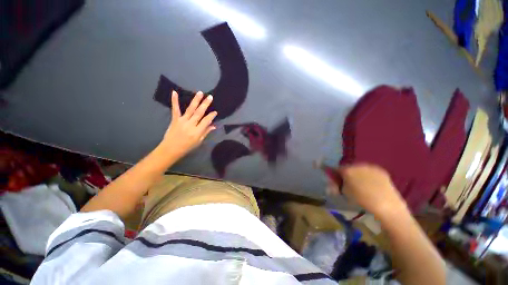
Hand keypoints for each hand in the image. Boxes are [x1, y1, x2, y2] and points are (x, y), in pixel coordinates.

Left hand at [160, 91, 216, 157]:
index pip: (206, 121)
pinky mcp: (175, 119)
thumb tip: (214, 126)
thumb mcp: (199, 141)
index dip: (211, 116)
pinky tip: (175, 92)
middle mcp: (190, 124)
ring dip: (196, 100)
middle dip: (205, 104)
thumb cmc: (187, 147)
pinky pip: (175, 109)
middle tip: (210, 97)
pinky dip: (175, 101)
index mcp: (197, 131)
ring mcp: (182, 121)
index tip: (215, 112)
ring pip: (190, 109)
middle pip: (199, 113)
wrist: (171, 149)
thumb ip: (206, 132)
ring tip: (200, 93)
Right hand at [329, 164, 406, 217]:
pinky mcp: (380, 170)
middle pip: (348, 168)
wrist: (387, 204)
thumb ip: (337, 185)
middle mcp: (357, 165)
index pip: (336, 169)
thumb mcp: (345, 193)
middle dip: (347, 174)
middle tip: (349, 184)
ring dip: (358, 174)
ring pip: (359, 169)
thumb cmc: (362, 199)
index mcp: (347, 170)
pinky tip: (372, 184)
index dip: (336, 175)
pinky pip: (370, 171)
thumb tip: (334, 182)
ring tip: (362, 185)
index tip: (337, 181)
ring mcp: (370, 166)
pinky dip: (368, 175)